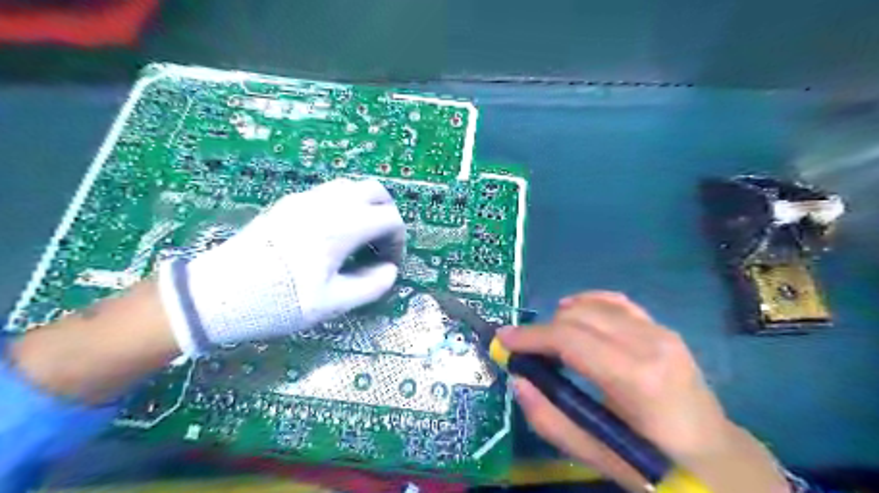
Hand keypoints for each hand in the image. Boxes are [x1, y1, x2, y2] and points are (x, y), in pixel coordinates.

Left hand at [157, 178, 404, 355]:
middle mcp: (327, 203)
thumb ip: (371, 285)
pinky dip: (345, 206)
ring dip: (366, 208)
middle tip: (381, 243)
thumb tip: (389, 271)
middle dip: (387, 214)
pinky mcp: (288, 203)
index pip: (389, 218)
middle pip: (375, 191)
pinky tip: (334, 235)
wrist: (216, 294)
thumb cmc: (278, 301)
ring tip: (360, 239)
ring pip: (351, 187)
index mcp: (342, 226)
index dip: (398, 241)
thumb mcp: (331, 303)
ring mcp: (305, 199)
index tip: (390, 263)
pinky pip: (329, 193)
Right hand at [493, 294, 790, 492]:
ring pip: (593, 305)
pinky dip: (587, 302)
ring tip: (549, 342)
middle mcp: (649, 343)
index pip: (570, 340)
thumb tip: (517, 381)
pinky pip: (615, 302)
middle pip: (577, 317)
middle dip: (542, 330)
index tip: (503, 339)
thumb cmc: (658, 465)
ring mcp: (660, 331)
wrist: (719, 459)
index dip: (531, 336)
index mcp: (636, 378)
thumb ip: (551, 420)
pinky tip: (573, 313)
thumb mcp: (599, 456)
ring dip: (562, 318)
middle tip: (524, 350)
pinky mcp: (662, 328)